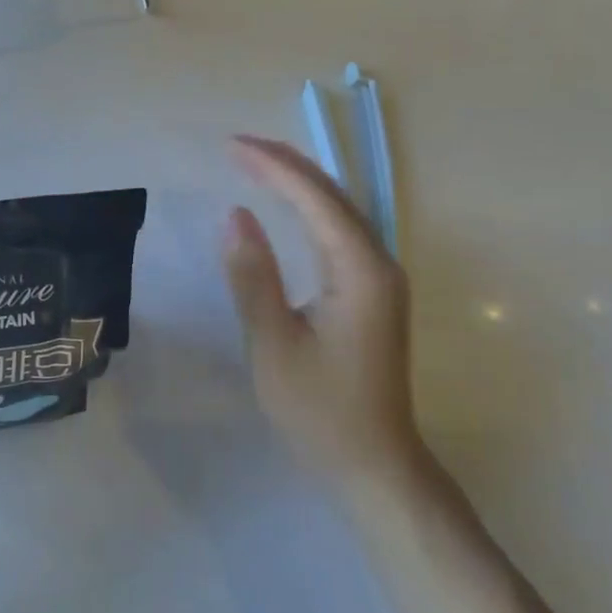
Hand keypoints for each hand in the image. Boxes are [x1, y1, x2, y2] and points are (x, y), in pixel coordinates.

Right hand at [224, 135, 425, 492]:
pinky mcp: (373, 290)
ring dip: (298, 180)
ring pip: (338, 208)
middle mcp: (378, 262)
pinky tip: (289, 203)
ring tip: (255, 161)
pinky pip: (339, 229)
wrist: (376, 466)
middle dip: (285, 163)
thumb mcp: (274, 344)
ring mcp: (380, 276)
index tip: (231, 146)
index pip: (315, 198)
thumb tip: (235, 214)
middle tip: (237, 145)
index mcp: (360, 270)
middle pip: (332, 194)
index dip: (273, 166)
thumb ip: (253, 276)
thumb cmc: (321, 410)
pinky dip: (309, 206)